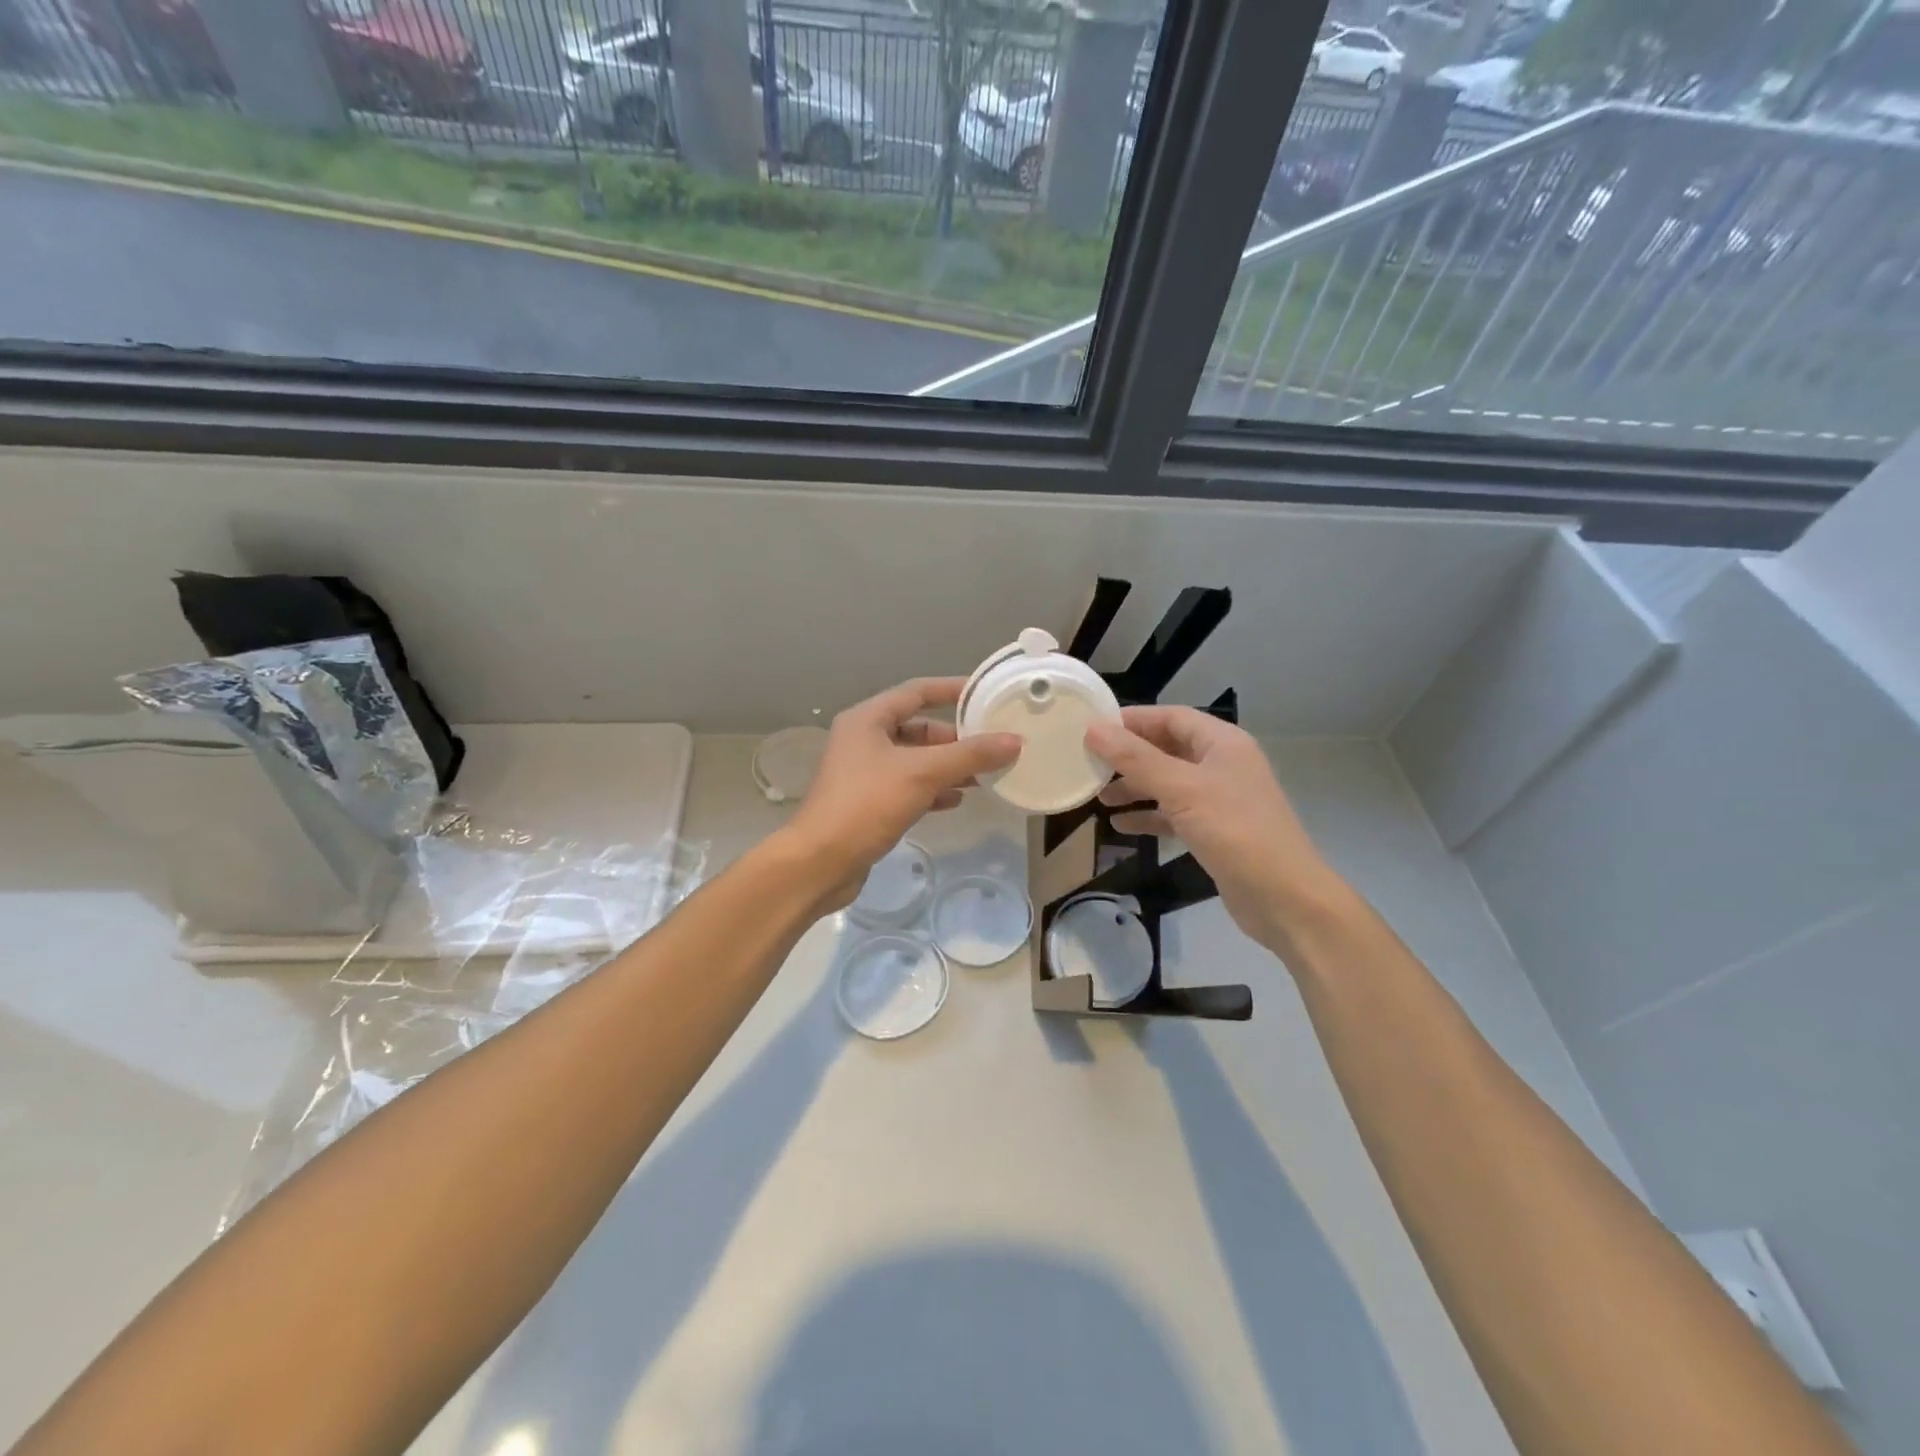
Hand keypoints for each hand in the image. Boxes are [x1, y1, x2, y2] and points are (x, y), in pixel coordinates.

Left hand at [784, 678, 1020, 909]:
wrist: (820, 862)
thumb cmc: (867, 804)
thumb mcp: (922, 773)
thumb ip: (969, 755)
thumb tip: (1014, 741)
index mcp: (868, 719)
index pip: (916, 691)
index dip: (952, 689)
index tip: (985, 694)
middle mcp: (863, 740)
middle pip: (918, 728)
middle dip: (955, 737)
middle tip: (991, 744)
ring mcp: (865, 773)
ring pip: (915, 760)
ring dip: (948, 766)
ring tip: (983, 775)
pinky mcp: (869, 802)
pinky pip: (908, 786)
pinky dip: (933, 789)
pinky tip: (957, 800)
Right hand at [1086, 707, 1345, 950]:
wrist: (1285, 899)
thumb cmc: (1235, 831)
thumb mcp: (1182, 789)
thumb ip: (1136, 759)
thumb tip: (1093, 729)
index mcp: (1222, 743)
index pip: (1171, 717)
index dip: (1132, 719)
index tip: (1092, 727)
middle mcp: (1222, 765)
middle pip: (1167, 749)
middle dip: (1129, 757)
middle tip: (1089, 764)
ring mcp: (1219, 799)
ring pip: (1167, 783)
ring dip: (1134, 788)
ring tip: (1099, 797)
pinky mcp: (1214, 831)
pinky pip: (1173, 814)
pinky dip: (1148, 816)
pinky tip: (1120, 826)